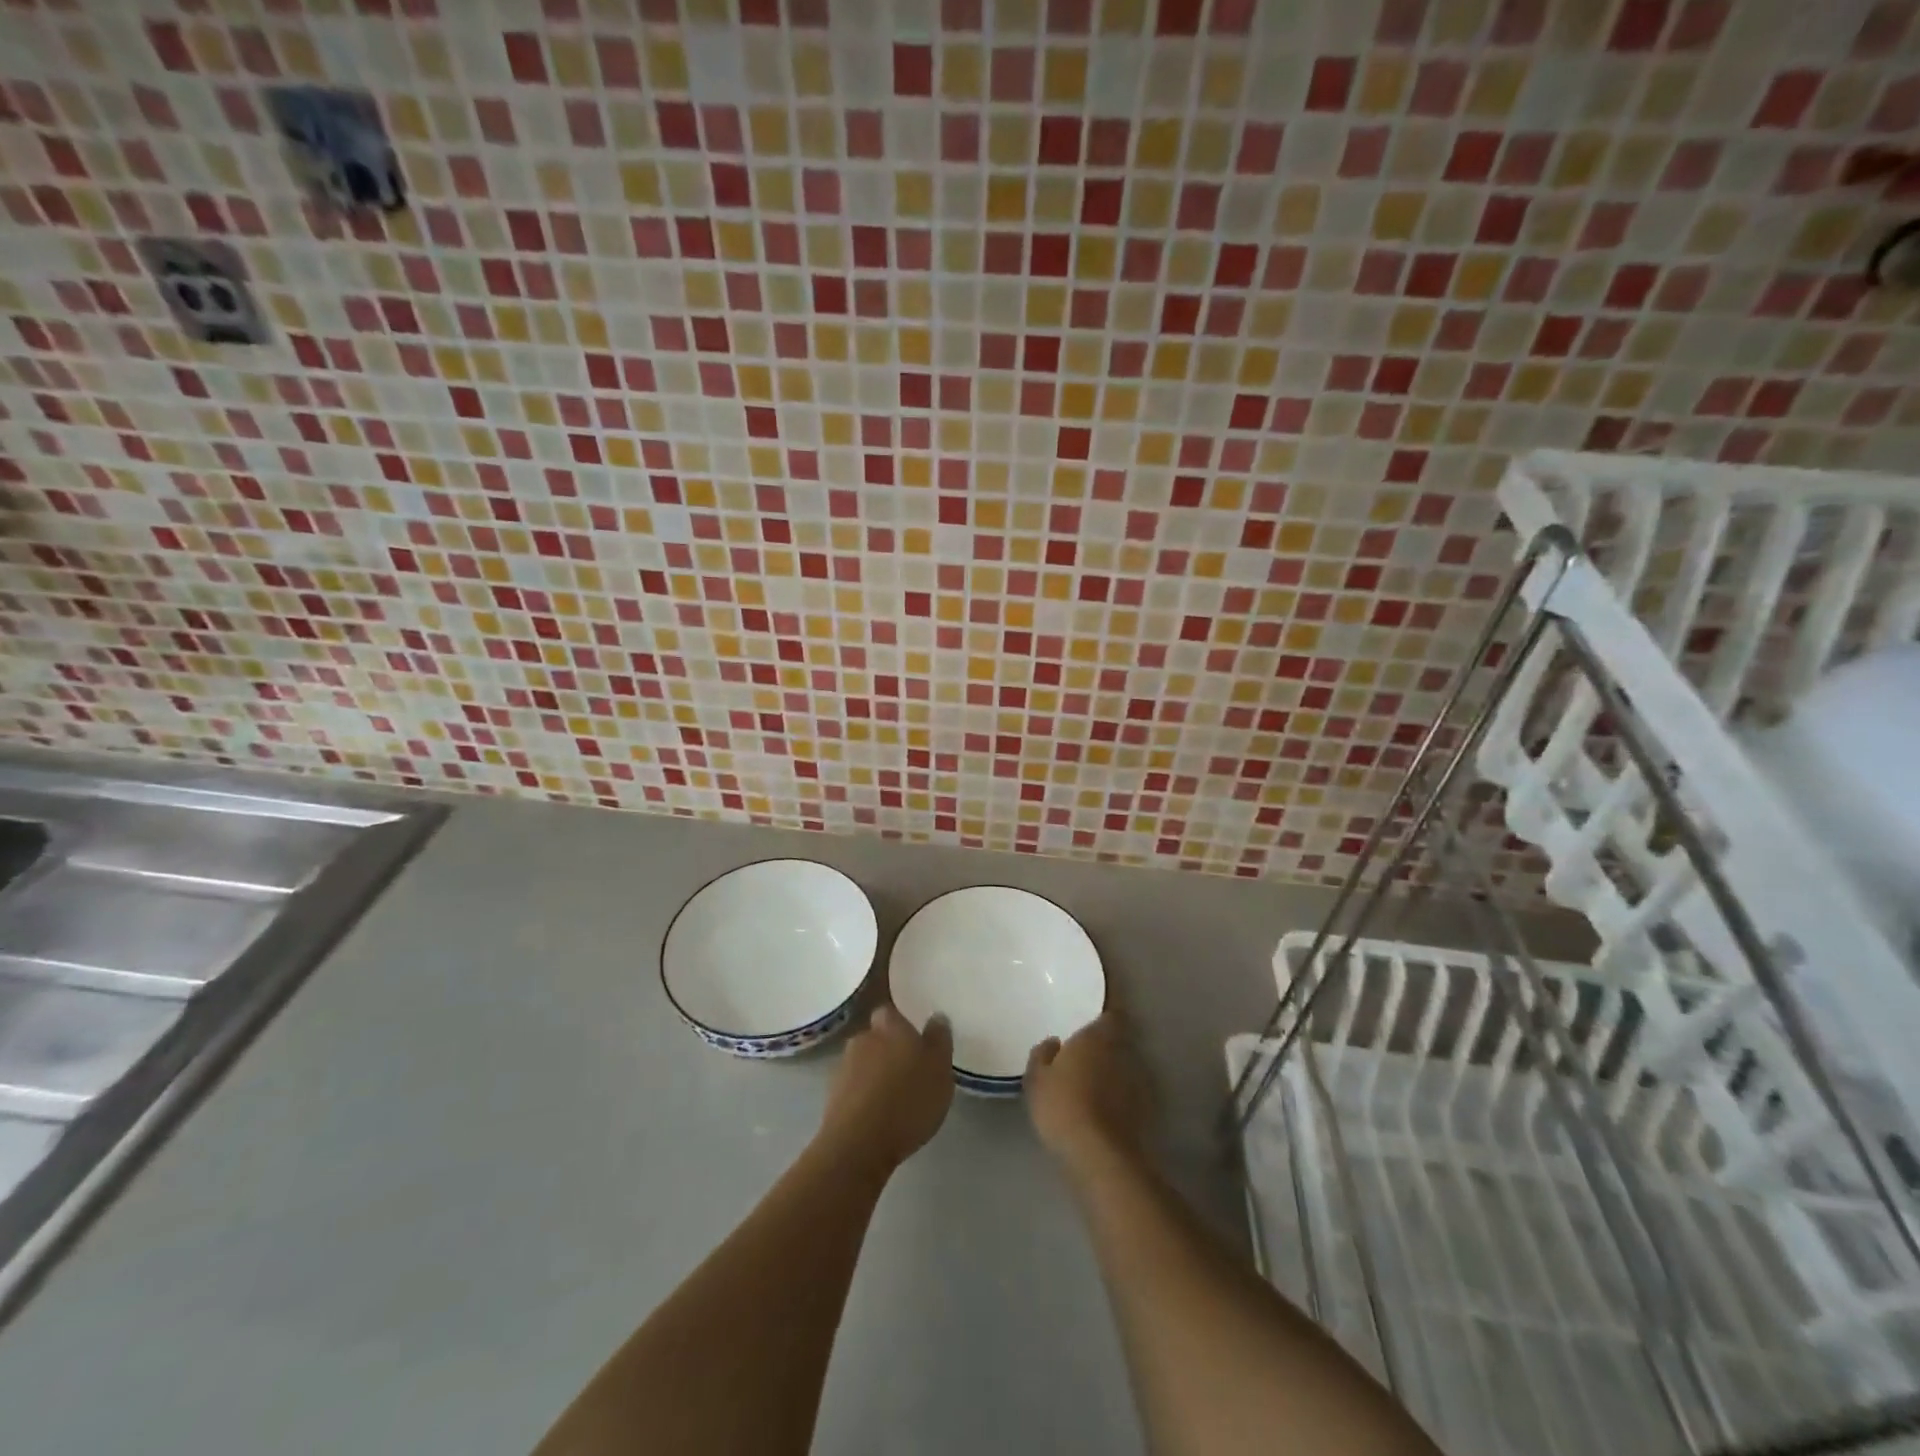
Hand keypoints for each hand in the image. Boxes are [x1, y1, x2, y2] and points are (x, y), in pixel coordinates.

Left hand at [818, 1005, 954, 1172]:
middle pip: (876, 1036)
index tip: (913, 1036)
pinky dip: (864, 1095)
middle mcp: (863, 1038)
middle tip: (909, 1068)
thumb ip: (939, 1040)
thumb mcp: (940, 1070)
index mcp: (889, 1025)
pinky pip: (854, 1088)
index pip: (891, 1011)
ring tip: (895, 1096)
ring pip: (864, 1062)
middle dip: (889, 1048)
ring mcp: (843, 1067)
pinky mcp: (832, 1097)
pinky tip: (878, 1114)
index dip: (901, 1022)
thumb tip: (936, 1017)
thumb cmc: (907, 1101)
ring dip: (876, 1073)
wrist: (858, 1145)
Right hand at [1024, 1011, 1150, 1176]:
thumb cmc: (1062, 1106)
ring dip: (1111, 1070)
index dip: (1105, 1012)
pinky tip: (1102, 1108)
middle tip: (1084, 1050)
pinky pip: (1128, 1093)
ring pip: (1124, 1066)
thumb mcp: (1037, 1079)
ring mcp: (1137, 1082)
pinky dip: (1118, 1095)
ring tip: (1091, 1080)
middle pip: (1117, 1040)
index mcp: (1097, 1036)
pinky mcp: (1144, 1111)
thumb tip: (1053, 1042)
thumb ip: (1043, 1055)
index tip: (1093, 1016)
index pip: (1110, 1013)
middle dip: (1104, 1043)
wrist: (1100, 1156)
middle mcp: (1122, 1052)